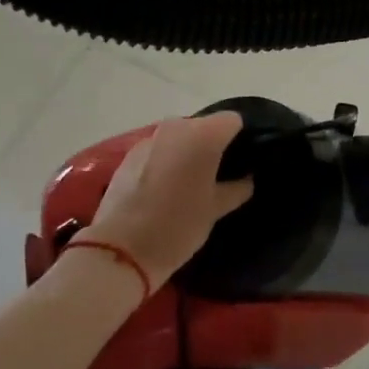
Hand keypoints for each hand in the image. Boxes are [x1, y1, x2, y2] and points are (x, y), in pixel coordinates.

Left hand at [82, 112, 253, 289]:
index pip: (232, 120)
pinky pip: (158, 150)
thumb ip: (237, 188)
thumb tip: (247, 179)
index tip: (241, 161)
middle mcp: (176, 127)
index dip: (240, 137)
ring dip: (186, 153)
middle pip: (203, 126)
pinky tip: (164, 189)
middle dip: (212, 145)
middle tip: (218, 175)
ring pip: (179, 138)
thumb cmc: (178, 225)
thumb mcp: (215, 210)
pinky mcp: (129, 154)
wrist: (121, 248)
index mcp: (203, 135)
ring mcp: (149, 139)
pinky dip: (165, 161)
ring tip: (190, 183)